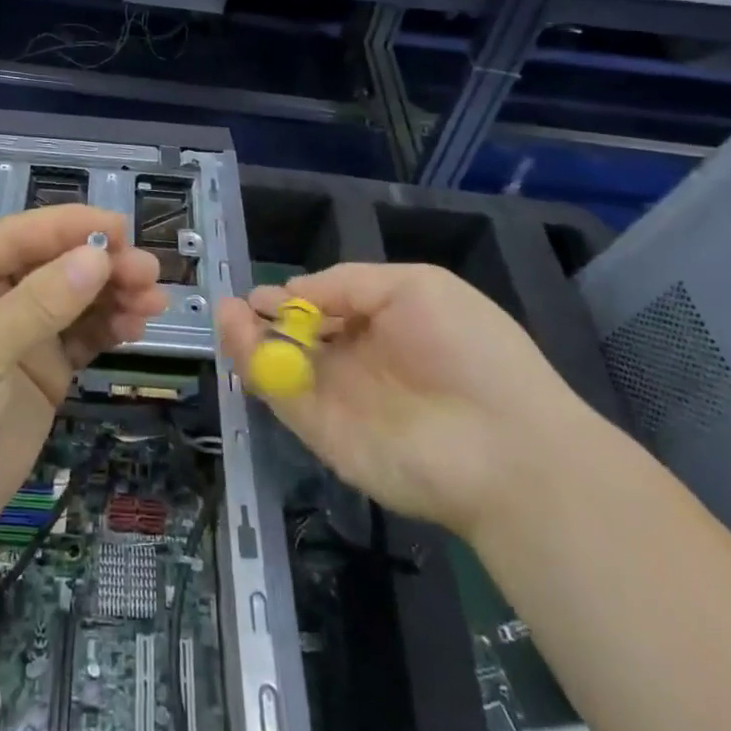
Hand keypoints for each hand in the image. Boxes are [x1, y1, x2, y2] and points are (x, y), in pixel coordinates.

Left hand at [0, 205, 165, 560]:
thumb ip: (41, 302)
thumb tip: (98, 256)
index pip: (23, 234)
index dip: (74, 226)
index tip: (125, 229)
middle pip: (55, 264)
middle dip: (102, 264)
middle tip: (149, 273)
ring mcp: (16, 335)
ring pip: (74, 299)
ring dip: (114, 294)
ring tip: (154, 301)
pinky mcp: (39, 372)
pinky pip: (81, 337)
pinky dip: (109, 328)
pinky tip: (136, 326)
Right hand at [218, 264, 593, 537]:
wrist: (504, 447)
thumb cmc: (469, 350)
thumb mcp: (415, 286)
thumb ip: (348, 283)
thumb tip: (295, 290)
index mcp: (385, 325)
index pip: (329, 309)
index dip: (295, 297)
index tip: (264, 292)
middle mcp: (359, 361)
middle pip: (299, 337)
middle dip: (265, 317)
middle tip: (235, 304)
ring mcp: (339, 399)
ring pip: (283, 365)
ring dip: (249, 338)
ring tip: (226, 312)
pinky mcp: (323, 433)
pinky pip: (280, 394)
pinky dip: (253, 366)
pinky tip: (237, 334)